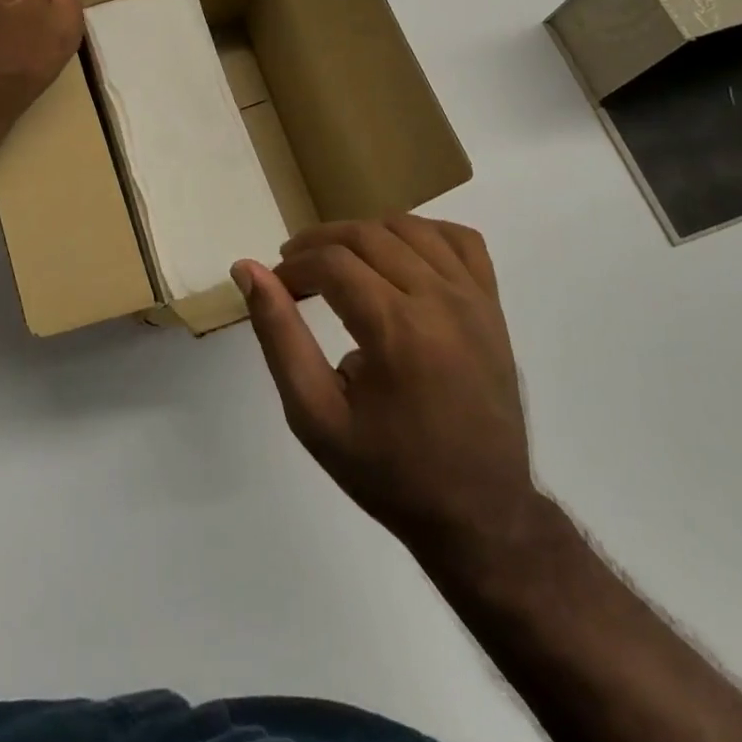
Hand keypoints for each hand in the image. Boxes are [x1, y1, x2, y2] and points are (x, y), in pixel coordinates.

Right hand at [234, 217, 546, 579]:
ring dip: (365, 233)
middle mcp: (439, 299)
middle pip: (366, 235)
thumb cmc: (390, 471)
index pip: (331, 262)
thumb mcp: (315, 415)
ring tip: (339, 260)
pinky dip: (425, 233)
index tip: (276, 287)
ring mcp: (473, 298)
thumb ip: (279, 336)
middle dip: (319, 243)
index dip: (294, 266)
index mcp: (396, 328)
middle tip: (294, 270)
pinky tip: (401, 255)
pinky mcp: (493, 305)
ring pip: (410, 227)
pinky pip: (462, 240)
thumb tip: (247, 270)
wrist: (480, 513)